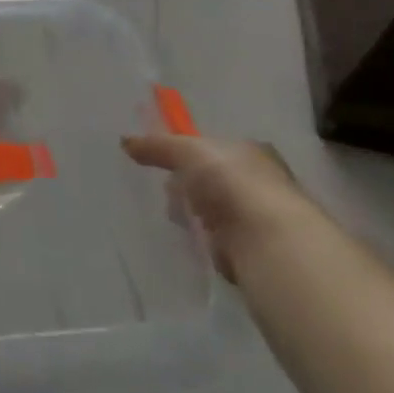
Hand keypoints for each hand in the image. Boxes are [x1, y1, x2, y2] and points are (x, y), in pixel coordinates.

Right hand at [121, 133, 317, 281]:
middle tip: (171, 193)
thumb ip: (158, 146)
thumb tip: (125, 141)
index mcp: (250, 152)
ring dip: (195, 216)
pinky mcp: (253, 251)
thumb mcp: (188, 151)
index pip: (215, 149)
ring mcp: (258, 218)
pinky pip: (219, 241)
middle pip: (212, 181)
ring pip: (214, 212)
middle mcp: (260, 182)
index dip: (189, 155)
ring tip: (181, 219)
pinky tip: (196, 241)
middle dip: (188, 188)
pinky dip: (206, 242)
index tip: (166, 164)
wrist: (268, 239)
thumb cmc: (232, 182)